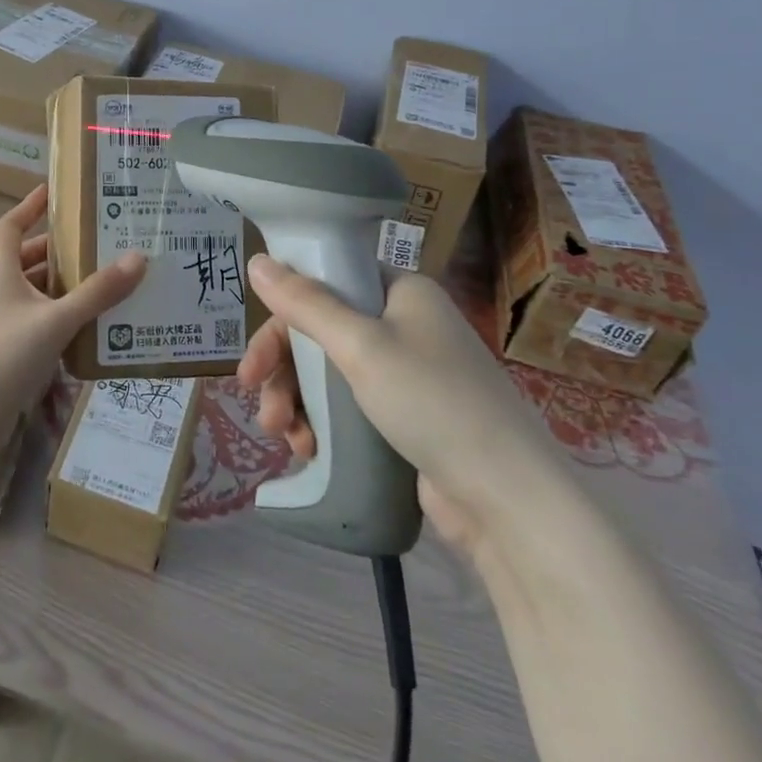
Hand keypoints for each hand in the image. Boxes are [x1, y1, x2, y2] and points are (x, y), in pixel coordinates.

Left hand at [0, 187, 146, 512]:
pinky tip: (95, 326)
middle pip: (29, 260)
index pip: (11, 226)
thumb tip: (138, 258)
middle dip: (61, 251)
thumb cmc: (3, 354)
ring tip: (108, 281)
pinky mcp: (11, 354)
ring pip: (38, 295)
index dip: (30, 206)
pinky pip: (42, 325)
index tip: (55, 191)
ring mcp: (4, 324)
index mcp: (1, 273)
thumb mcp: (55, 320)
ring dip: (67, 288)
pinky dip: (65, 320)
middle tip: (100, 242)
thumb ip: (97, 293)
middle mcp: (0, 292)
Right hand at [238, 255, 570, 562]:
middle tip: (257, 403)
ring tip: (286, 438)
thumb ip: (305, 304)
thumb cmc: (433, 402)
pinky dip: (321, 423)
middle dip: (284, 371)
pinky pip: (347, 406)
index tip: (254, 358)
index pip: (326, 284)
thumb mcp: (361, 346)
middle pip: (320, 332)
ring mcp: (406, 373)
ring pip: (328, 373)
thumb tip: (256, 260)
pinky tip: (308, 449)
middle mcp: (403, 324)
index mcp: (401, 291)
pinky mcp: (406, 417)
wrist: (508, 501)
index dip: (283, 316)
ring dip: (296, 402)